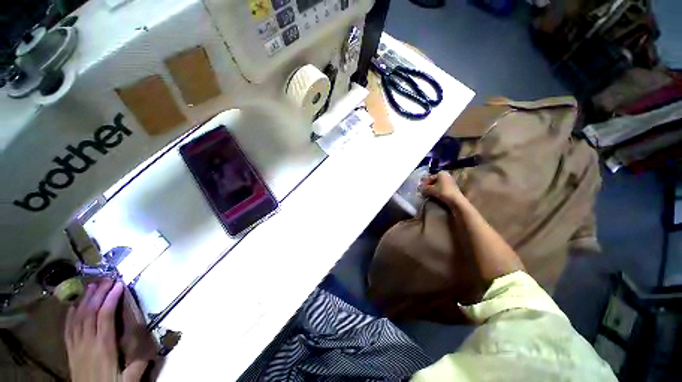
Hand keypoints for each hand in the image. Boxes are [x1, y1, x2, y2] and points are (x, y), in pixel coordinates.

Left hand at [64, 279, 146, 381]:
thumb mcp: (127, 380)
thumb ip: (138, 365)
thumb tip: (153, 349)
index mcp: (103, 347)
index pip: (106, 317)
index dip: (111, 299)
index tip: (119, 285)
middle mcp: (87, 342)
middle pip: (90, 313)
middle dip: (98, 294)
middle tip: (107, 279)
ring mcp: (76, 345)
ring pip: (78, 317)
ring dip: (85, 300)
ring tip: (91, 286)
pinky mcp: (70, 349)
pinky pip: (68, 328)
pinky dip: (71, 313)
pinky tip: (74, 305)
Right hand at [419, 171, 464, 207]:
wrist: (455, 200)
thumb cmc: (442, 192)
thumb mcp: (430, 189)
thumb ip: (424, 188)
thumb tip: (420, 188)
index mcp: (441, 173)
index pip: (429, 178)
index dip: (424, 183)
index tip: (420, 189)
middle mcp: (446, 175)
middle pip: (434, 181)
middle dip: (428, 186)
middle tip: (424, 192)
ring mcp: (450, 181)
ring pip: (438, 185)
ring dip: (433, 189)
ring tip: (429, 194)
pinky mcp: (453, 187)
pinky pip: (442, 188)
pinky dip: (438, 191)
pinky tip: (435, 195)